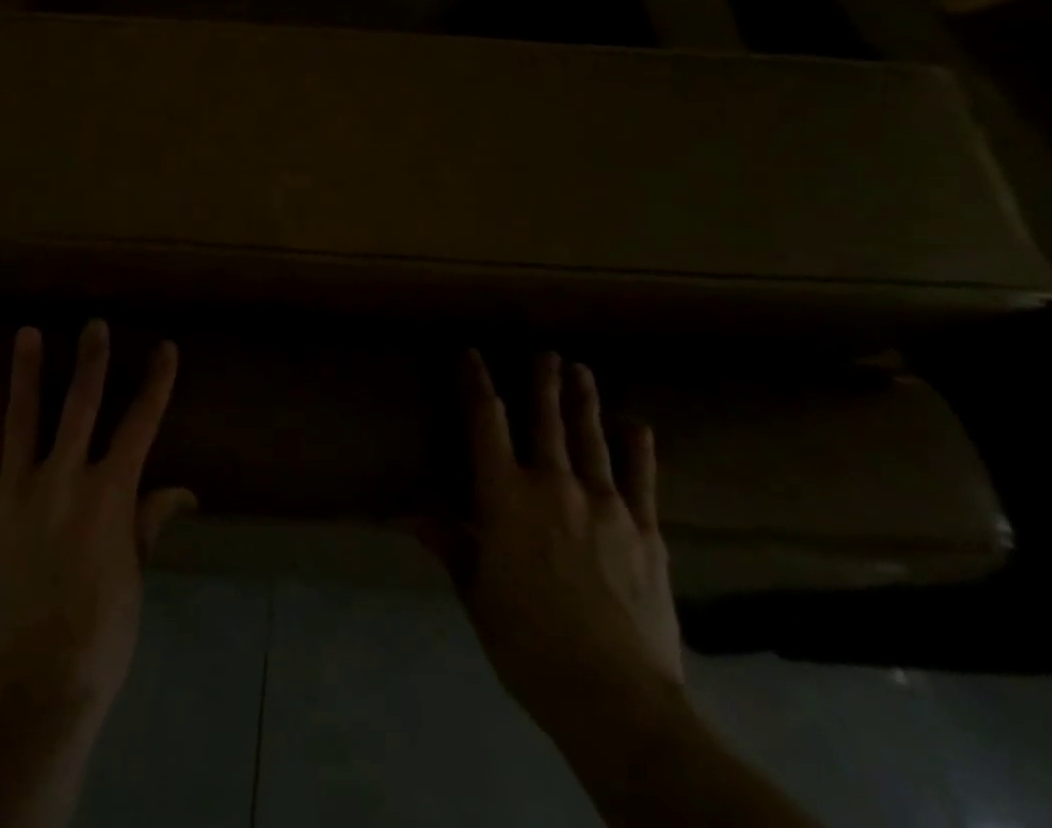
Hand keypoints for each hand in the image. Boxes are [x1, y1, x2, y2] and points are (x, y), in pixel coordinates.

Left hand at [0, 321, 196, 722]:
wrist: (34, 683)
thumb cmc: (101, 631)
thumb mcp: (134, 575)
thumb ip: (149, 522)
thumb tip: (182, 491)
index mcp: (109, 495)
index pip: (140, 425)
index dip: (156, 384)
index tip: (165, 348)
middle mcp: (64, 480)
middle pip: (81, 407)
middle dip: (92, 362)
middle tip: (94, 324)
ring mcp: (19, 491)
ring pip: (24, 419)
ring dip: (27, 373)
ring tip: (27, 333)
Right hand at [424, 351, 683, 739]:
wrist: (617, 700)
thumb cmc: (530, 645)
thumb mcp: (477, 595)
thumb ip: (449, 544)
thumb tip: (406, 514)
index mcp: (505, 497)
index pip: (485, 422)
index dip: (477, 383)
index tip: (471, 354)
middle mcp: (553, 485)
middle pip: (546, 419)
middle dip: (543, 382)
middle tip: (545, 352)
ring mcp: (605, 504)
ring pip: (592, 438)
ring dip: (585, 401)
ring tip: (582, 370)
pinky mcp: (645, 531)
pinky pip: (641, 478)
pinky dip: (638, 447)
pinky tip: (638, 424)